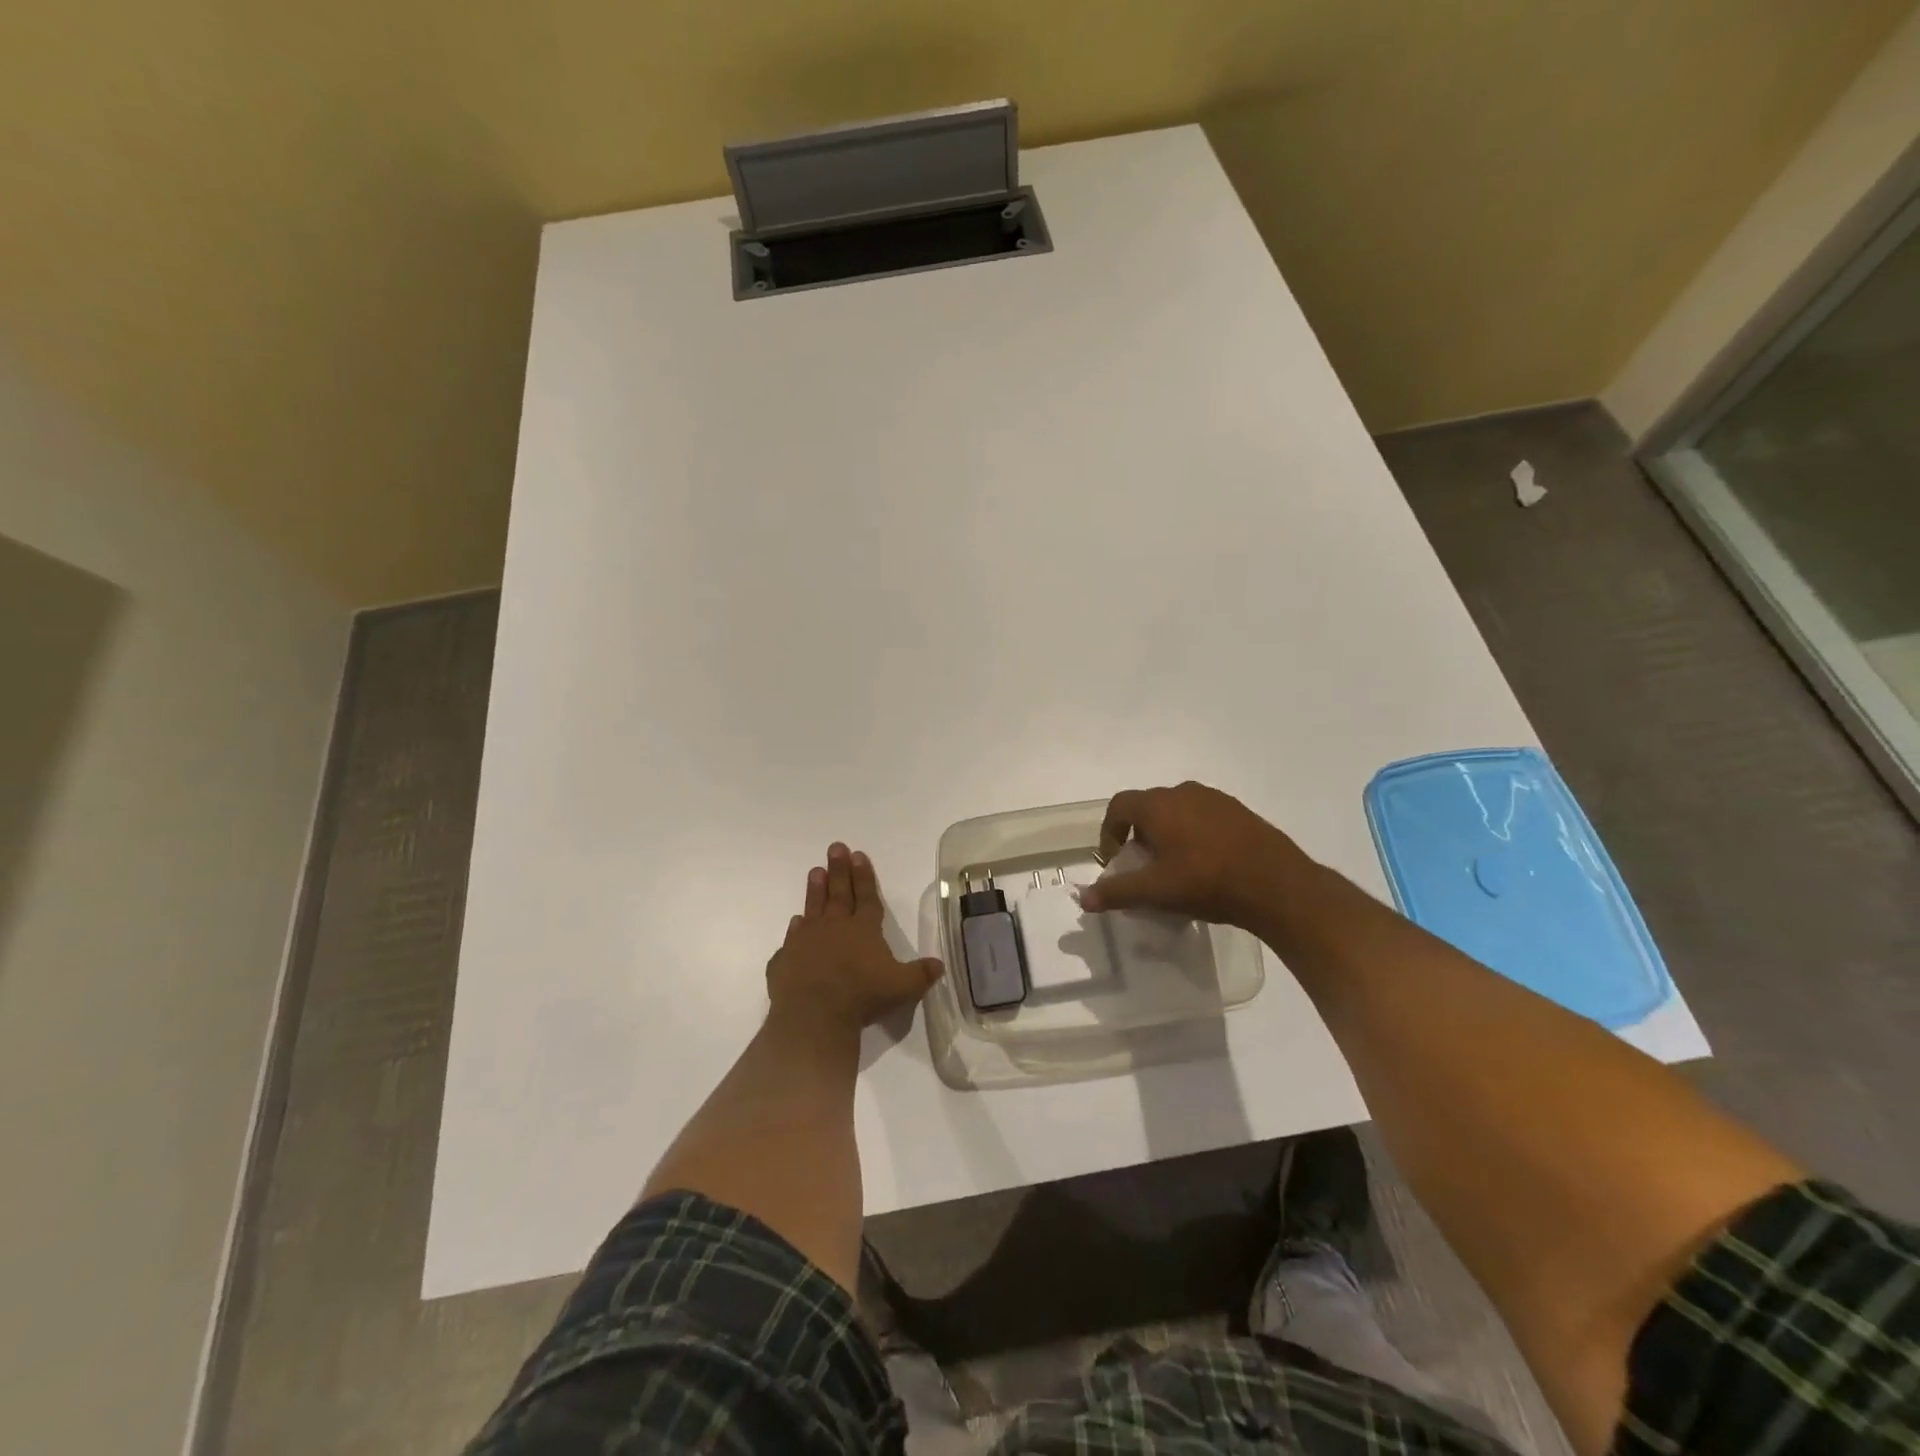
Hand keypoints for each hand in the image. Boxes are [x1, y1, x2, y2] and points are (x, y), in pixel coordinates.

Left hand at [765, 842, 942, 1038]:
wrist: (813, 1016)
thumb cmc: (861, 997)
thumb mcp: (902, 987)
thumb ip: (921, 974)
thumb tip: (940, 965)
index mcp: (863, 929)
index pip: (867, 897)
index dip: (864, 876)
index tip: (859, 854)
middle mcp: (834, 927)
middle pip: (839, 893)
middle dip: (839, 869)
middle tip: (835, 847)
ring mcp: (806, 941)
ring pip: (813, 908)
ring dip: (815, 889)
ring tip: (815, 871)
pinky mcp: (785, 959)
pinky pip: (791, 940)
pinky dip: (795, 930)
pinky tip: (796, 922)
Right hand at [1077, 781, 1316, 931]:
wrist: (1277, 884)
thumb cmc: (1206, 882)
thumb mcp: (1156, 891)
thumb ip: (1117, 892)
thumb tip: (1083, 899)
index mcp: (1158, 805)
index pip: (1119, 806)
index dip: (1109, 831)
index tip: (1115, 860)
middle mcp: (1183, 792)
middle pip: (1148, 807)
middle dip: (1139, 834)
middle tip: (1144, 866)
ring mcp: (1215, 799)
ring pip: (1177, 811)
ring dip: (1167, 833)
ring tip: (1175, 867)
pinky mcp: (1239, 811)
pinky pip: (1203, 817)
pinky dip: (1194, 834)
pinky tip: (1206, 864)